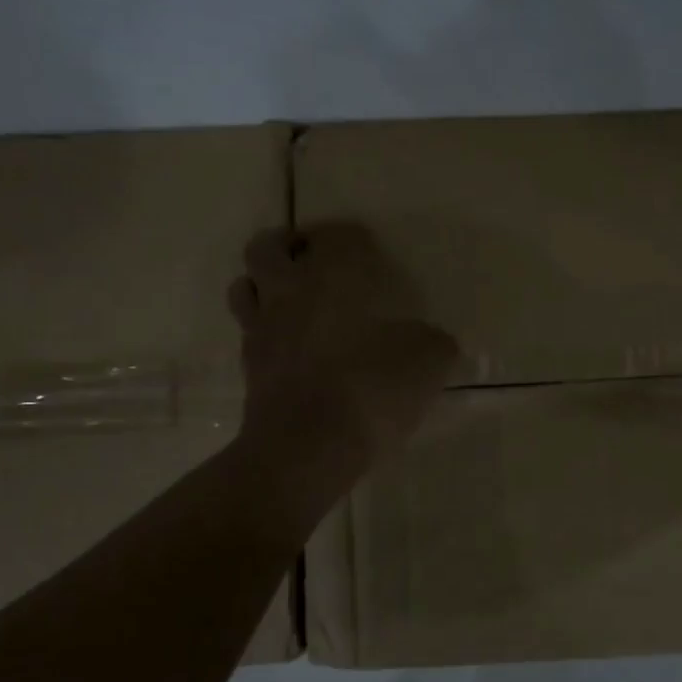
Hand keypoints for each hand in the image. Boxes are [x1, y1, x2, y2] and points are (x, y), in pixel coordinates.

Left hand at [230, 222, 458, 495]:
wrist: (309, 447)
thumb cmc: (372, 388)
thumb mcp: (428, 362)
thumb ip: (435, 344)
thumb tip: (435, 342)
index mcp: (333, 276)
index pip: (337, 235)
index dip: (353, 238)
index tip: (369, 251)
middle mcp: (289, 292)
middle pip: (268, 248)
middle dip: (288, 246)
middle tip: (313, 260)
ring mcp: (263, 330)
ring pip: (245, 287)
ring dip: (264, 284)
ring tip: (292, 300)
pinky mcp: (250, 368)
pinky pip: (251, 334)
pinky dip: (267, 330)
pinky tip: (293, 348)